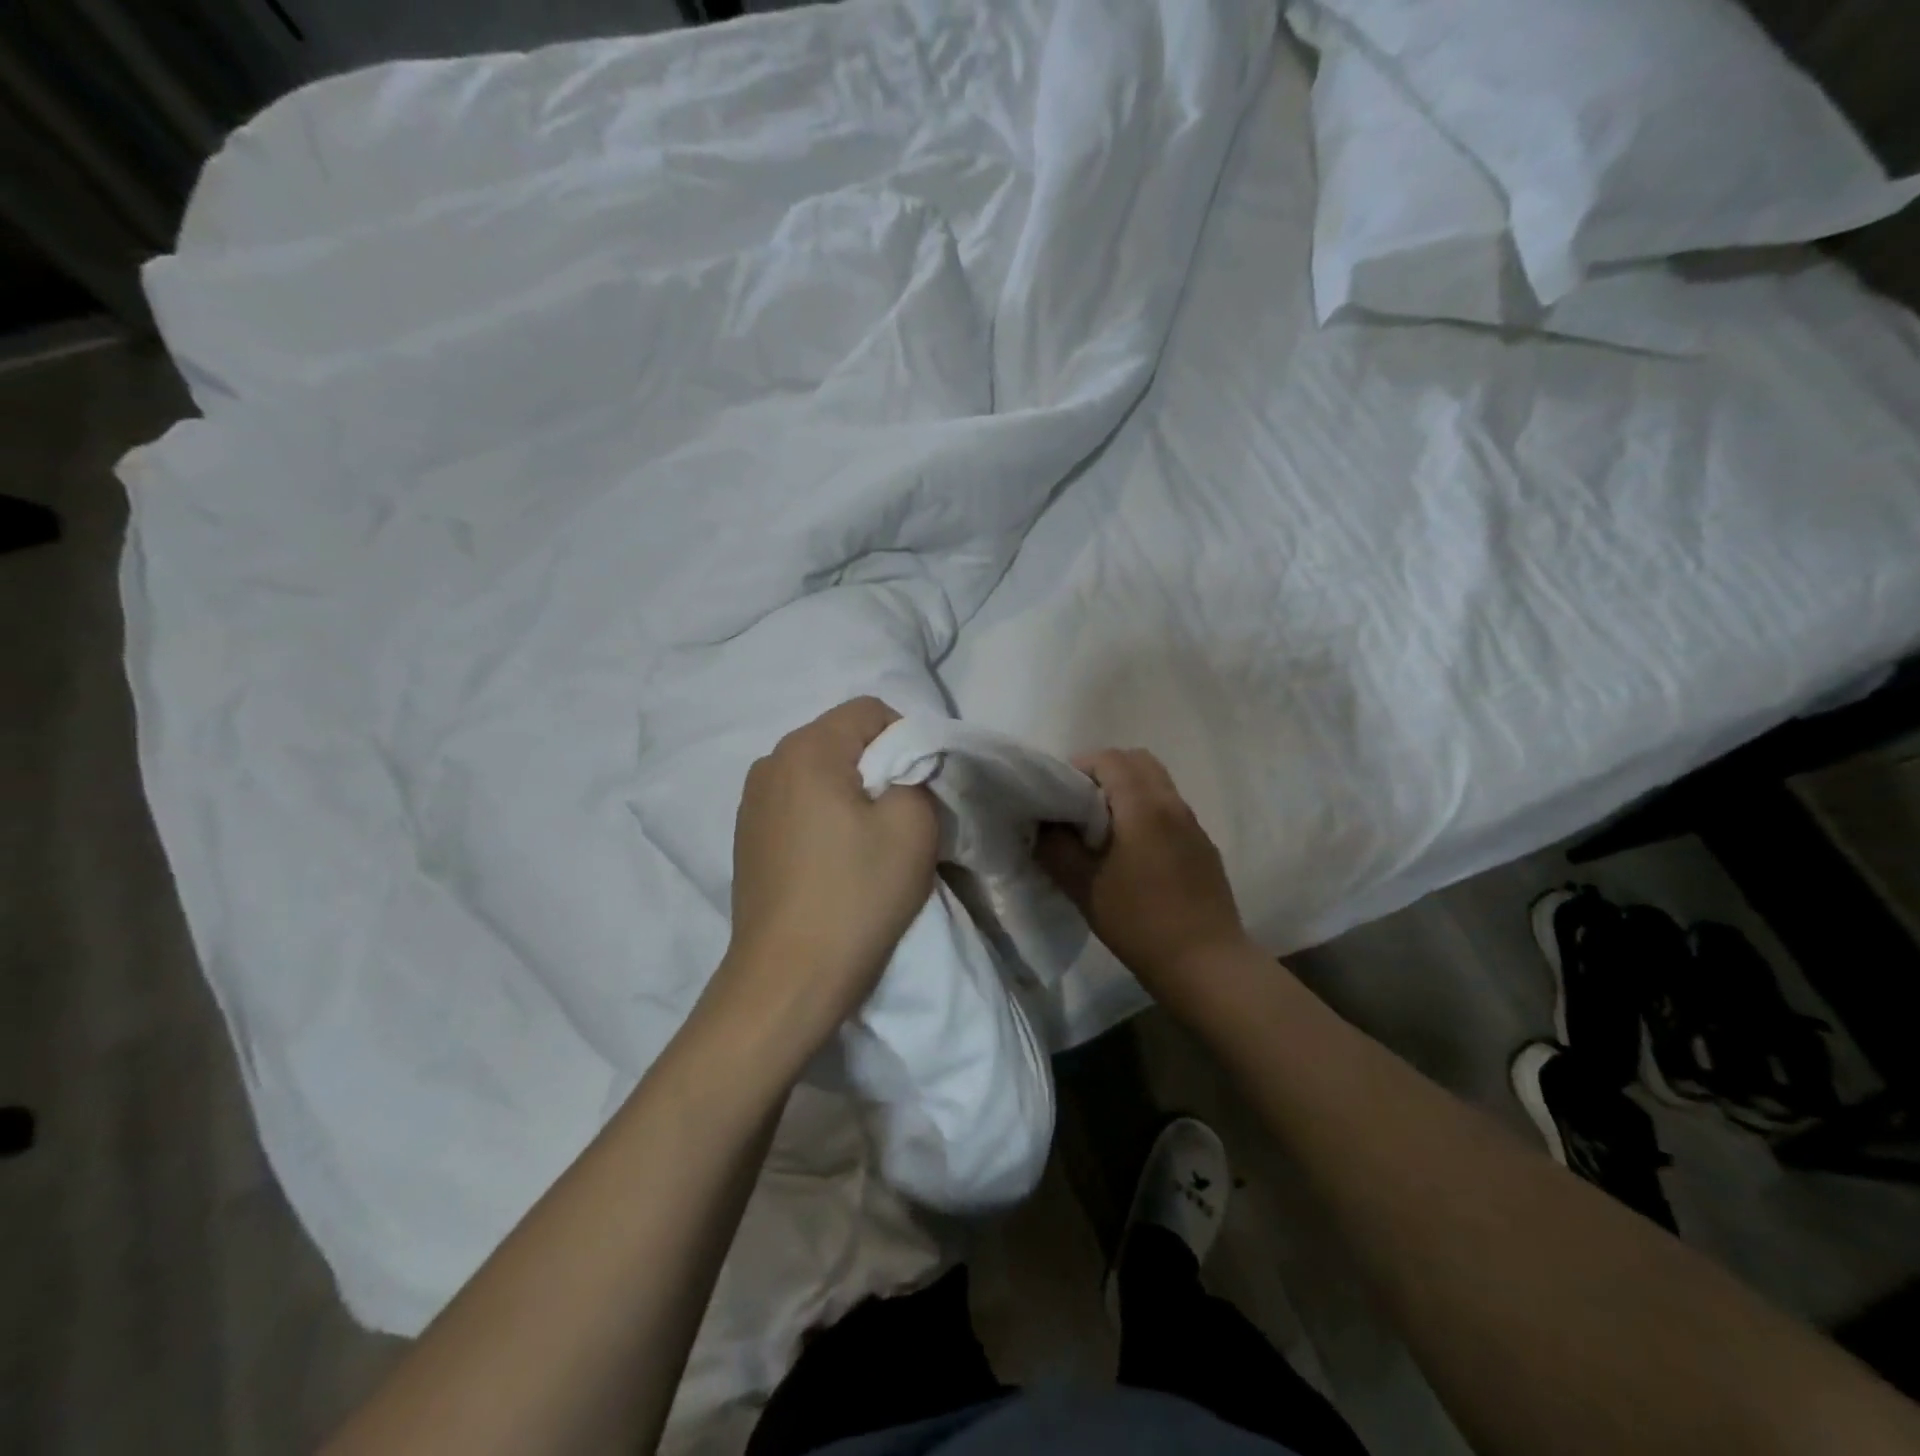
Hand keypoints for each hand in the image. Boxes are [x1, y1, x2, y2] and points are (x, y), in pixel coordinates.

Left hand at [708, 697, 938, 1068]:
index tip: (922, 787)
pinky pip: (798, 805)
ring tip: (868, 843)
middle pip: (841, 739)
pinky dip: (824, 818)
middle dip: (879, 767)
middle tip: (902, 816)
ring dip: (851, 794)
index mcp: (806, 749)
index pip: (869, 710)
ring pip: (819, 774)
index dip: (907, 738)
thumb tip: (904, 768)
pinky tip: (835, 862)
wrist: (787, 978)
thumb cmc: (855, 896)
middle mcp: (770, 763)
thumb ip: (917, 775)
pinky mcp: (747, 837)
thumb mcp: (913, 827)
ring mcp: (751, 802)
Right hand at [1037, 749, 1252, 1020]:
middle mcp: (1173, 804)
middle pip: (1138, 761)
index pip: (1110, 759)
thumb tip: (1042, 825)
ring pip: (1157, 785)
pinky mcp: (1203, 848)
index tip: (1058, 794)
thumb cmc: (1139, 922)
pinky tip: (1134, 855)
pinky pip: (1170, 811)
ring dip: (1128, 792)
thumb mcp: (1083, 887)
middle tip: (1080, 805)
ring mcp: (1193, 825)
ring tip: (1103, 831)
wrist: (1206, 964)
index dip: (1079, 767)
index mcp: (1143, 806)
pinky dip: (1147, 813)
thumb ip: (1055, 848)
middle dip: (1105, 772)